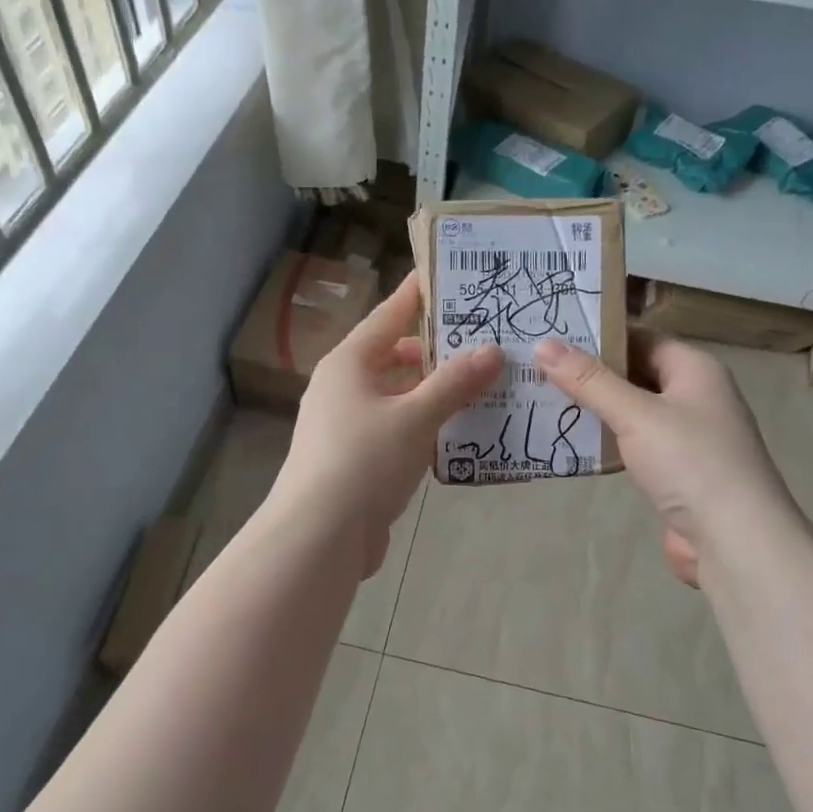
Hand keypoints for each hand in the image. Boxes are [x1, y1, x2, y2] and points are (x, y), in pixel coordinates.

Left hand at [270, 274, 503, 575]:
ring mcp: (348, 425)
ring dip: (436, 391)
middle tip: (486, 340)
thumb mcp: (415, 417)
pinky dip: (426, 425)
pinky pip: (398, 428)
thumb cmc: (363, 461)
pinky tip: (460, 430)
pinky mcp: (357, 459)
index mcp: (349, 363)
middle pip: (396, 356)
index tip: (451, 275)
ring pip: (399, 395)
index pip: (390, 315)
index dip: (419, 295)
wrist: (319, 537)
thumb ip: (455, 383)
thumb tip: (493, 349)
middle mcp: (344, 387)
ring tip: (484, 383)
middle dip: (439, 350)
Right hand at [536, 331, 794, 585]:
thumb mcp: (635, 415)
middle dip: (591, 374)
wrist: (735, 540)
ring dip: (596, 410)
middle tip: (538, 369)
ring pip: (634, 412)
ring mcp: (689, 436)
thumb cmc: (690, 462)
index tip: (553, 336)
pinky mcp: (678, 471)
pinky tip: (573, 444)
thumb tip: (544, 344)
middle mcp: (696, 396)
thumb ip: (589, 381)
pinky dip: (608, 442)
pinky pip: (636, 445)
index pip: (641, 337)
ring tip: (543, 402)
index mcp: (695, 369)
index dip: (600, 335)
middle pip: (636, 374)